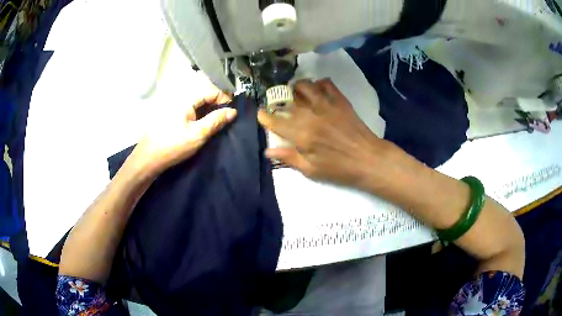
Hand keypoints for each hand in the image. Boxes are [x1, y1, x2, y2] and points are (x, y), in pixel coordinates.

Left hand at [130, 86, 236, 176]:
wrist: (148, 158)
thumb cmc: (173, 146)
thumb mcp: (198, 134)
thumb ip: (216, 120)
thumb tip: (233, 111)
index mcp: (186, 99)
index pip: (211, 90)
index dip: (224, 98)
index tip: (232, 112)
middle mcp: (179, 98)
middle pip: (204, 94)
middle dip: (217, 104)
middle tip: (226, 118)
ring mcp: (174, 106)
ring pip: (197, 102)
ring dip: (209, 109)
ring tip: (216, 123)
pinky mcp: (171, 114)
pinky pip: (189, 109)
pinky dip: (199, 114)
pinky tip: (202, 125)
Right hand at [258, 79, 392, 186]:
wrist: (368, 160)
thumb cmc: (339, 169)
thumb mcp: (311, 170)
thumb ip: (289, 158)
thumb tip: (267, 151)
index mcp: (302, 135)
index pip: (276, 122)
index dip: (265, 117)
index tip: (261, 114)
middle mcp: (311, 116)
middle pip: (288, 101)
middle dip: (278, 100)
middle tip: (278, 104)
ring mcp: (327, 106)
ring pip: (305, 86)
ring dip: (296, 87)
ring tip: (295, 92)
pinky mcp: (340, 101)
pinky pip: (327, 84)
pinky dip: (319, 84)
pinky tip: (317, 90)